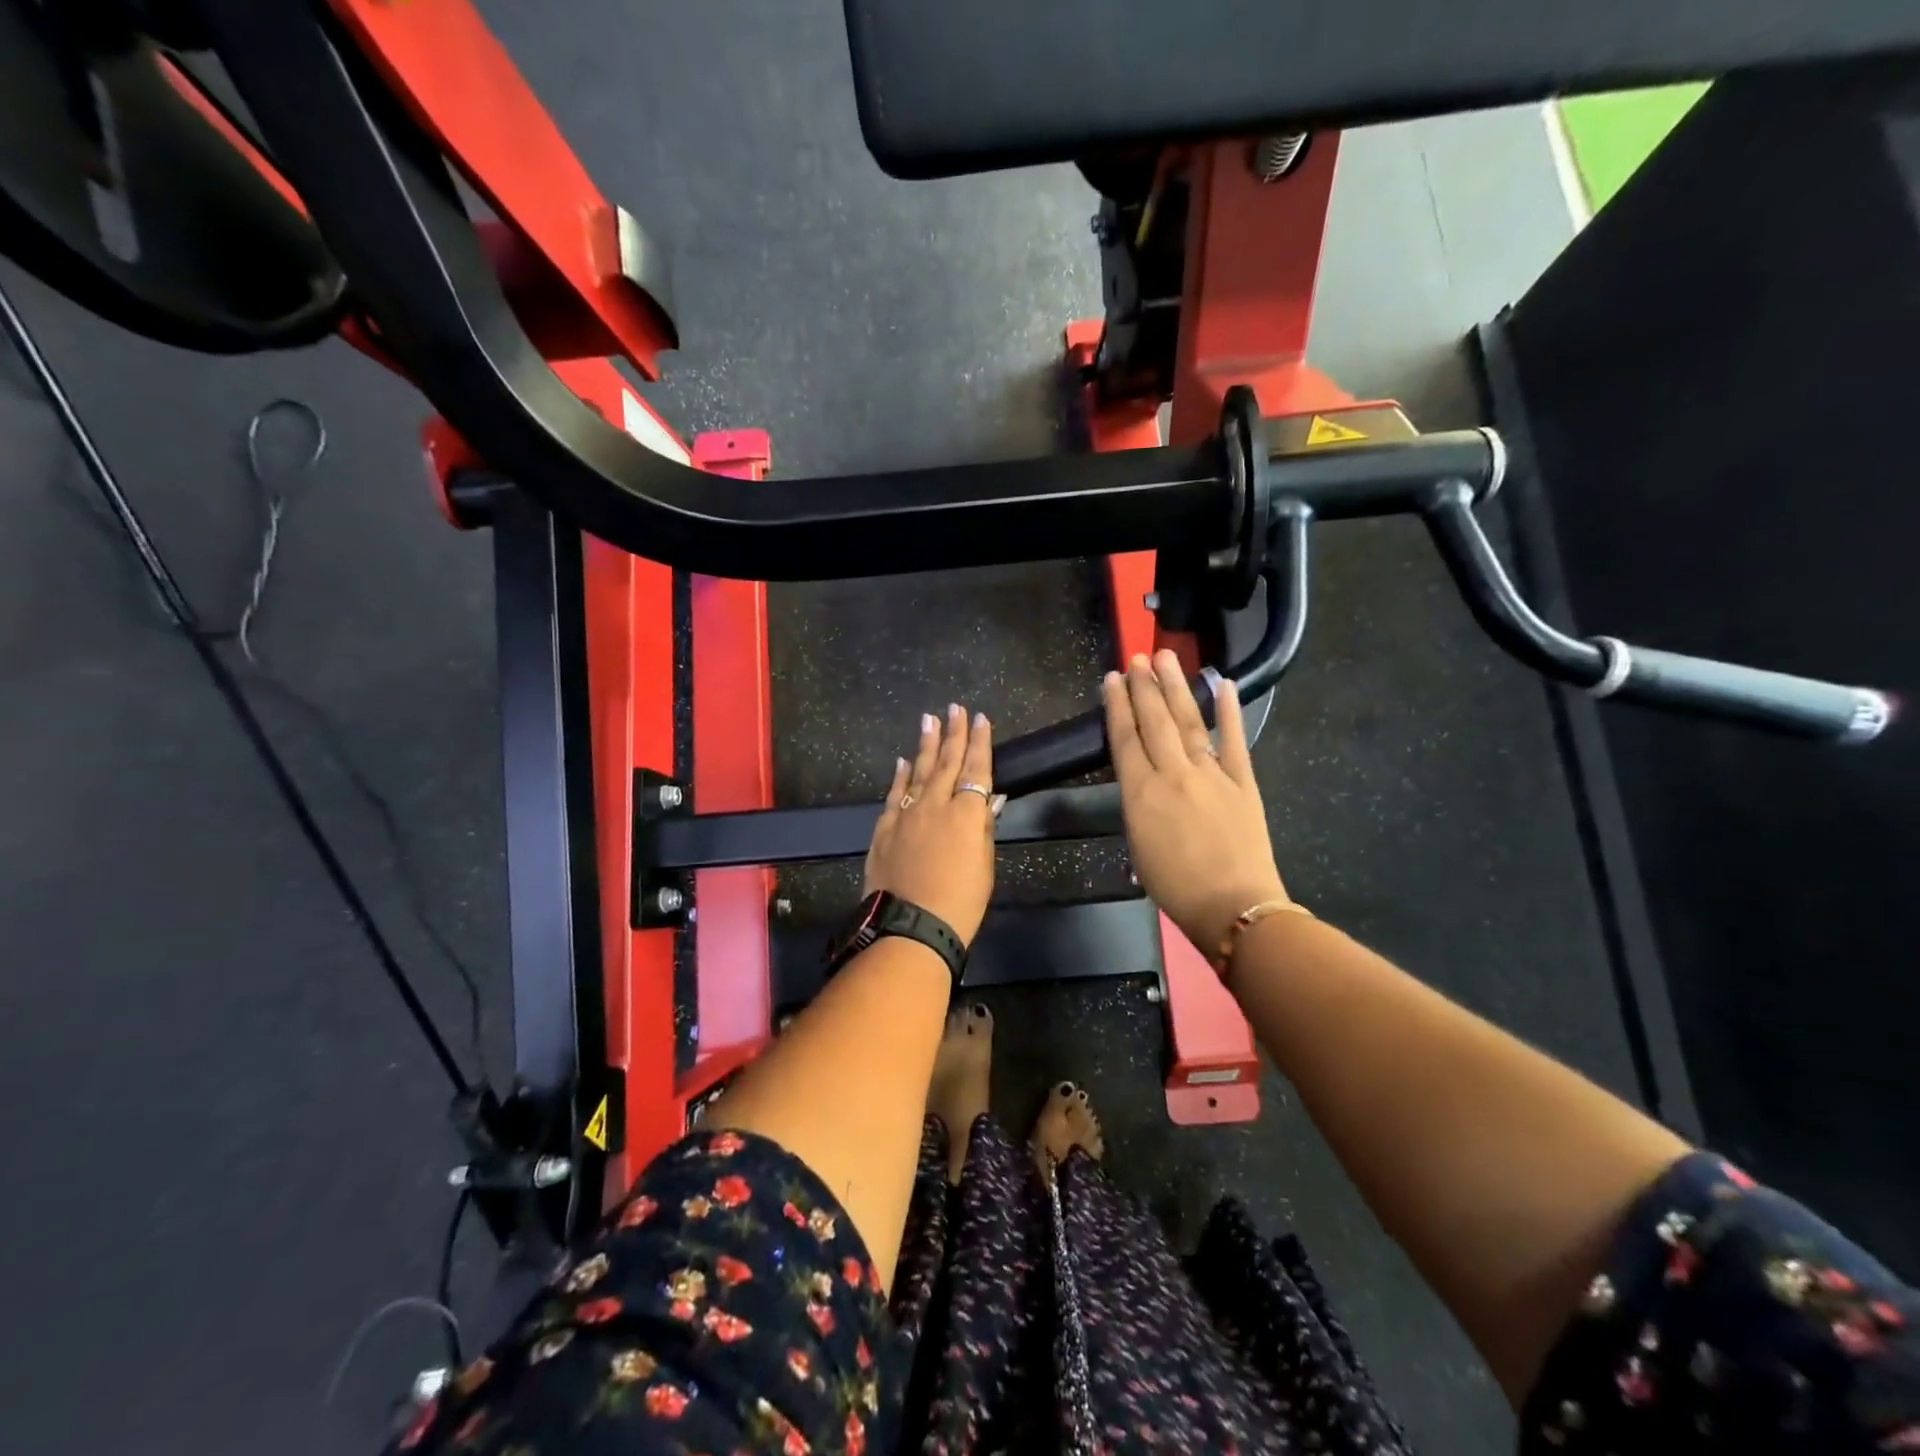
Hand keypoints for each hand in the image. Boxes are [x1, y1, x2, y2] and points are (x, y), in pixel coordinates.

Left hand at [864, 704, 1002, 945]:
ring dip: (926, 745)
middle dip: (953, 732)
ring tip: (929, 720)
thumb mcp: (984, 867)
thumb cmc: (960, 903)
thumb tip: (988, 799)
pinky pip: (894, 795)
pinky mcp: (884, 829)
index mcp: (966, 814)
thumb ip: (983, 828)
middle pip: (947, 761)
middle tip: (955, 708)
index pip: (977, 768)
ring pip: (919, 771)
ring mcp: (906, 814)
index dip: (980, 742)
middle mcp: (935, 804)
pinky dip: (901, 776)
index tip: (981, 719)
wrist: (910, 928)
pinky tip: (904, 761)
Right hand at [1103, 651, 1289, 957]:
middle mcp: (1173, 774)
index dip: (1118, 706)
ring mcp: (1211, 774)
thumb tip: (1143, 782)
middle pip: (1156, 721)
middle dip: (1145, 686)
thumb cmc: (1176, 887)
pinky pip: (1234, 740)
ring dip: (1177, 687)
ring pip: (1189, 721)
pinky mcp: (1244, 781)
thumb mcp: (1139, 845)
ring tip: (1166, 658)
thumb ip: (1139, 805)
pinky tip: (1222, 684)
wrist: (1233, 906)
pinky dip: (1229, 711)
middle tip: (1138, 657)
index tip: (1113, 679)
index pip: (1125, 738)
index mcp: (1141, 793)